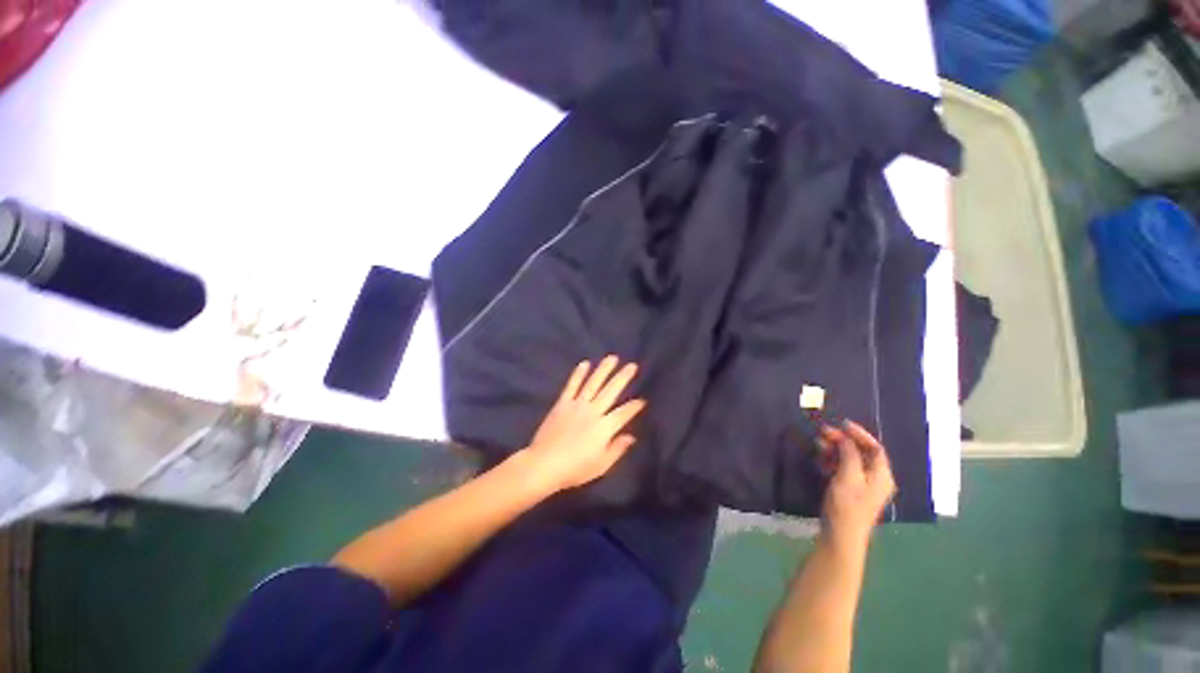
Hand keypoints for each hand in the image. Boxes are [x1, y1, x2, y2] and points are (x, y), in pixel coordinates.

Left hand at [521, 356, 645, 493]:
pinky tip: (585, 363)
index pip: (624, 413)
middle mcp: (593, 411)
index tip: (643, 400)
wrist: (544, 464)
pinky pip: (572, 386)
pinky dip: (578, 374)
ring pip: (593, 383)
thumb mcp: (601, 465)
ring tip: (612, 358)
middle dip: (623, 378)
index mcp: (604, 427)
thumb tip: (632, 437)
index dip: (634, 406)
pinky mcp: (563, 403)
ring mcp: (577, 405)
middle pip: (611, 391)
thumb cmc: (575, 469)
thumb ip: (617, 449)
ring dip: (603, 370)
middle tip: (632, 365)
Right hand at [818, 421, 895, 553]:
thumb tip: (846, 438)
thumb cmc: (847, 505)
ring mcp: (863, 485)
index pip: (875, 448)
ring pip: (851, 459)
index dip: (859, 434)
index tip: (841, 423)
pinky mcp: (850, 490)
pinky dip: (833, 460)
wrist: (840, 534)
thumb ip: (849, 454)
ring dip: (835, 449)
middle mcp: (876, 478)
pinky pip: (843, 468)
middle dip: (843, 440)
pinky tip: (820, 458)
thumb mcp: (848, 476)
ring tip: (818, 443)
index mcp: (881, 475)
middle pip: (862, 452)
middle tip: (823, 432)